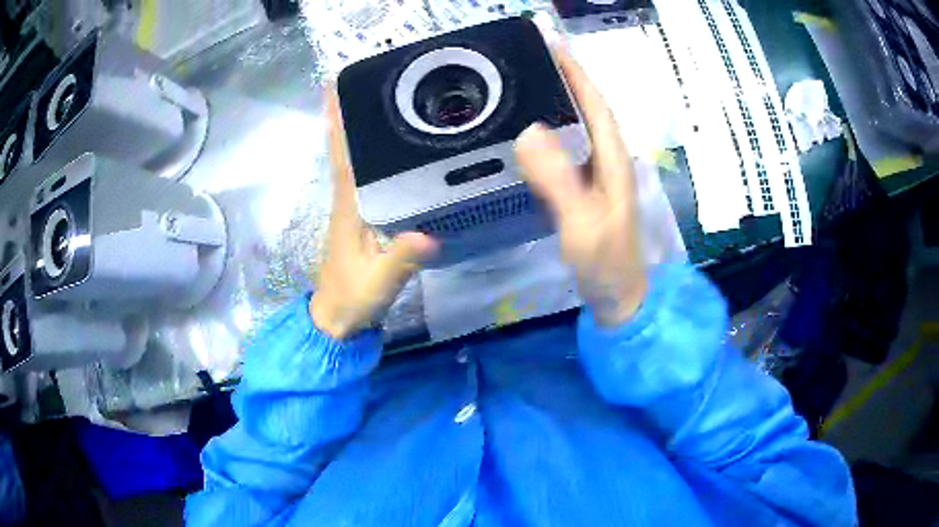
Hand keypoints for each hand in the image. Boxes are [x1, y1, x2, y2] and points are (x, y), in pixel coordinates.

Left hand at [310, 92, 437, 339]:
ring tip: (381, 99)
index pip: (343, 157)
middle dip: (351, 114)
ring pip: (354, 160)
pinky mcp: (361, 218)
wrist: (336, 319)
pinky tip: (388, 146)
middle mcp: (347, 200)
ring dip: (359, 129)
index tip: (335, 87)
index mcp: (349, 208)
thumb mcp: (379, 283)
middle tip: (372, 80)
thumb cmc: (351, 299)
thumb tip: (430, 233)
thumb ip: (401, 260)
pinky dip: (368, 155)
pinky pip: (364, 177)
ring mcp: (353, 208)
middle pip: (347, 149)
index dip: (338, 122)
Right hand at [515, 49, 646, 326]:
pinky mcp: (586, 188)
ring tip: (529, 80)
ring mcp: (598, 174)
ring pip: (578, 126)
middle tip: (532, 56)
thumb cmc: (606, 263)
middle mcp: (608, 160)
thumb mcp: (582, 223)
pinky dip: (552, 129)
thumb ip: (559, 180)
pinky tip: (533, 128)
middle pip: (587, 108)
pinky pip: (568, 147)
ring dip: (559, 99)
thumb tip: (529, 131)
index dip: (576, 72)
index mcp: (613, 160)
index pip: (595, 104)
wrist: (620, 296)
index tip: (552, 44)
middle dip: (565, 78)